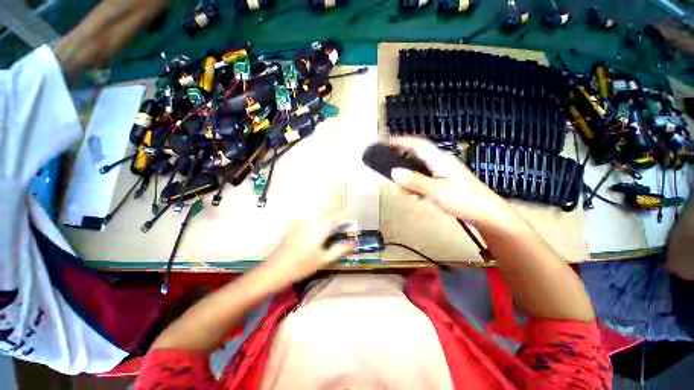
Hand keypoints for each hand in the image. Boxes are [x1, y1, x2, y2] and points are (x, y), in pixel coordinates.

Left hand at [263, 209, 353, 284]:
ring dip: (325, 212)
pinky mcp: (294, 223)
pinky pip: (308, 213)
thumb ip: (339, 250)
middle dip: (335, 212)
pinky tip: (315, 223)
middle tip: (341, 220)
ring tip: (329, 221)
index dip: (345, 213)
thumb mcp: (324, 259)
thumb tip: (351, 244)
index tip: (351, 214)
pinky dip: (315, 214)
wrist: (277, 268)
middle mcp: (312, 219)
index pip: (336, 215)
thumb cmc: (302, 265)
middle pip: (327, 210)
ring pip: (317, 210)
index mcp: (321, 227)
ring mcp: (301, 220)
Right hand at [389, 137, 515, 225]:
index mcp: (440, 160)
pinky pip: (425, 178)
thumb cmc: (463, 201)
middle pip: (418, 154)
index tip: (387, 142)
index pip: (418, 145)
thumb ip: (415, 182)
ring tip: (400, 185)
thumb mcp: (436, 192)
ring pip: (421, 167)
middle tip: (389, 163)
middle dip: (403, 157)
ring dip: (409, 174)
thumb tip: (394, 172)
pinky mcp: (445, 181)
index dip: (402, 141)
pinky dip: (416, 183)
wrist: (486, 214)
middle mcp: (441, 162)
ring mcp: (444, 172)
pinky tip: (414, 195)